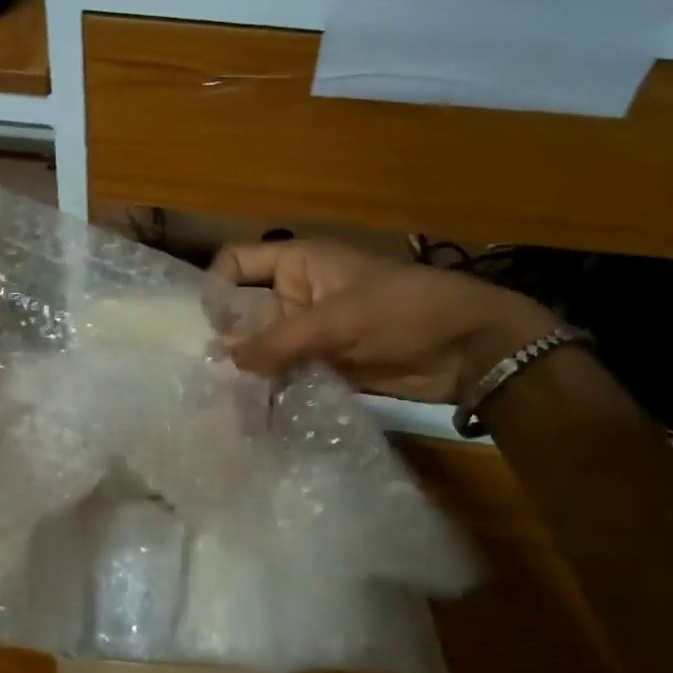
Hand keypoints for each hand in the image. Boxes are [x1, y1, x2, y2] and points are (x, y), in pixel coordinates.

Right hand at [210, 240, 558, 402]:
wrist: (468, 347)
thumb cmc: (404, 311)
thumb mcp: (338, 320)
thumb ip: (279, 340)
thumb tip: (226, 362)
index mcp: (298, 263)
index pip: (237, 263)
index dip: (216, 287)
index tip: (206, 326)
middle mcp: (296, 294)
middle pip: (243, 310)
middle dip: (226, 338)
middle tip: (205, 373)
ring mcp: (310, 331)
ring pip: (263, 346)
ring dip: (248, 368)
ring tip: (224, 398)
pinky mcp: (323, 364)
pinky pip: (285, 372)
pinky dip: (271, 388)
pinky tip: (253, 409)